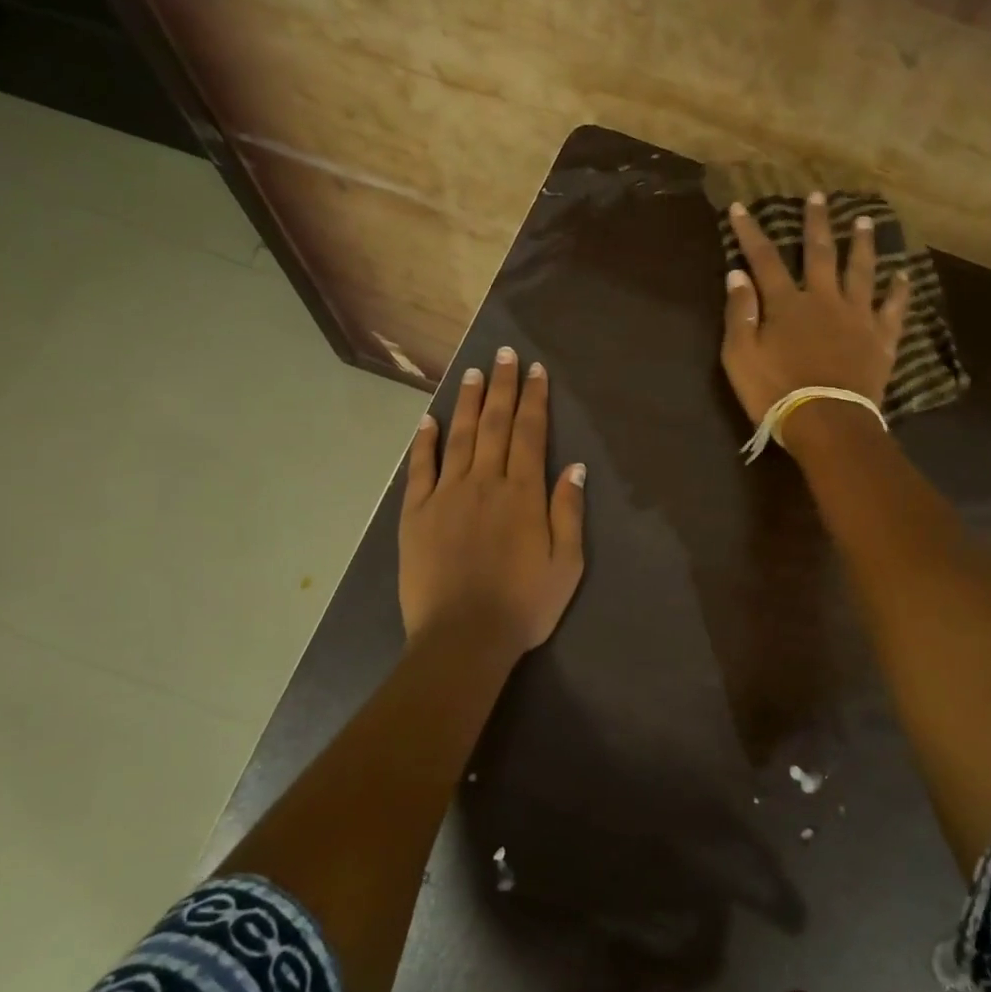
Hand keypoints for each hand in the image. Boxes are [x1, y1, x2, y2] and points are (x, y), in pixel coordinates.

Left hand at [399, 347, 586, 662]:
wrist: (463, 638)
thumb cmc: (523, 605)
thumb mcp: (566, 564)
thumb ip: (568, 512)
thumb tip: (574, 466)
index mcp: (523, 494)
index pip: (530, 433)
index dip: (533, 399)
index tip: (535, 370)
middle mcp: (485, 483)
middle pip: (494, 424)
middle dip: (502, 386)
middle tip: (504, 353)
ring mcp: (446, 495)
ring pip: (458, 437)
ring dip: (466, 402)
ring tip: (473, 373)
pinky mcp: (416, 513)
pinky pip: (420, 468)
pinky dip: (423, 442)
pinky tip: (427, 420)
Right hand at [720, 193, 910, 432]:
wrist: (827, 422)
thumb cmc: (776, 392)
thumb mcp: (741, 356)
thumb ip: (739, 313)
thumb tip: (737, 274)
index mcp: (786, 304)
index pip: (764, 259)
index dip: (751, 232)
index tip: (743, 207)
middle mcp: (824, 300)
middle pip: (820, 253)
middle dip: (816, 223)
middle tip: (818, 196)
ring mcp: (857, 317)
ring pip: (861, 270)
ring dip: (862, 244)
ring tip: (865, 220)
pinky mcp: (880, 338)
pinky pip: (893, 308)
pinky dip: (898, 290)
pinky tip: (903, 274)